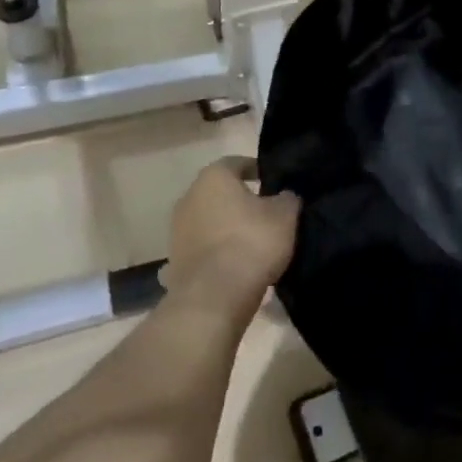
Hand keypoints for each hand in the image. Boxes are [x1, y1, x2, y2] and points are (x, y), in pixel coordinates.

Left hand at [163, 159, 298, 315]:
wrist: (213, 298)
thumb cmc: (251, 243)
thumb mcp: (285, 215)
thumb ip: (286, 199)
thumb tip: (284, 196)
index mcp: (214, 177)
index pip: (237, 163)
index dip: (256, 169)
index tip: (272, 180)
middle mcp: (189, 197)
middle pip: (219, 192)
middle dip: (240, 200)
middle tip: (265, 211)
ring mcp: (177, 231)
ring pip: (209, 220)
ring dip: (226, 227)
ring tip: (252, 241)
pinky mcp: (175, 261)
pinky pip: (203, 248)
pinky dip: (217, 252)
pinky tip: (236, 264)